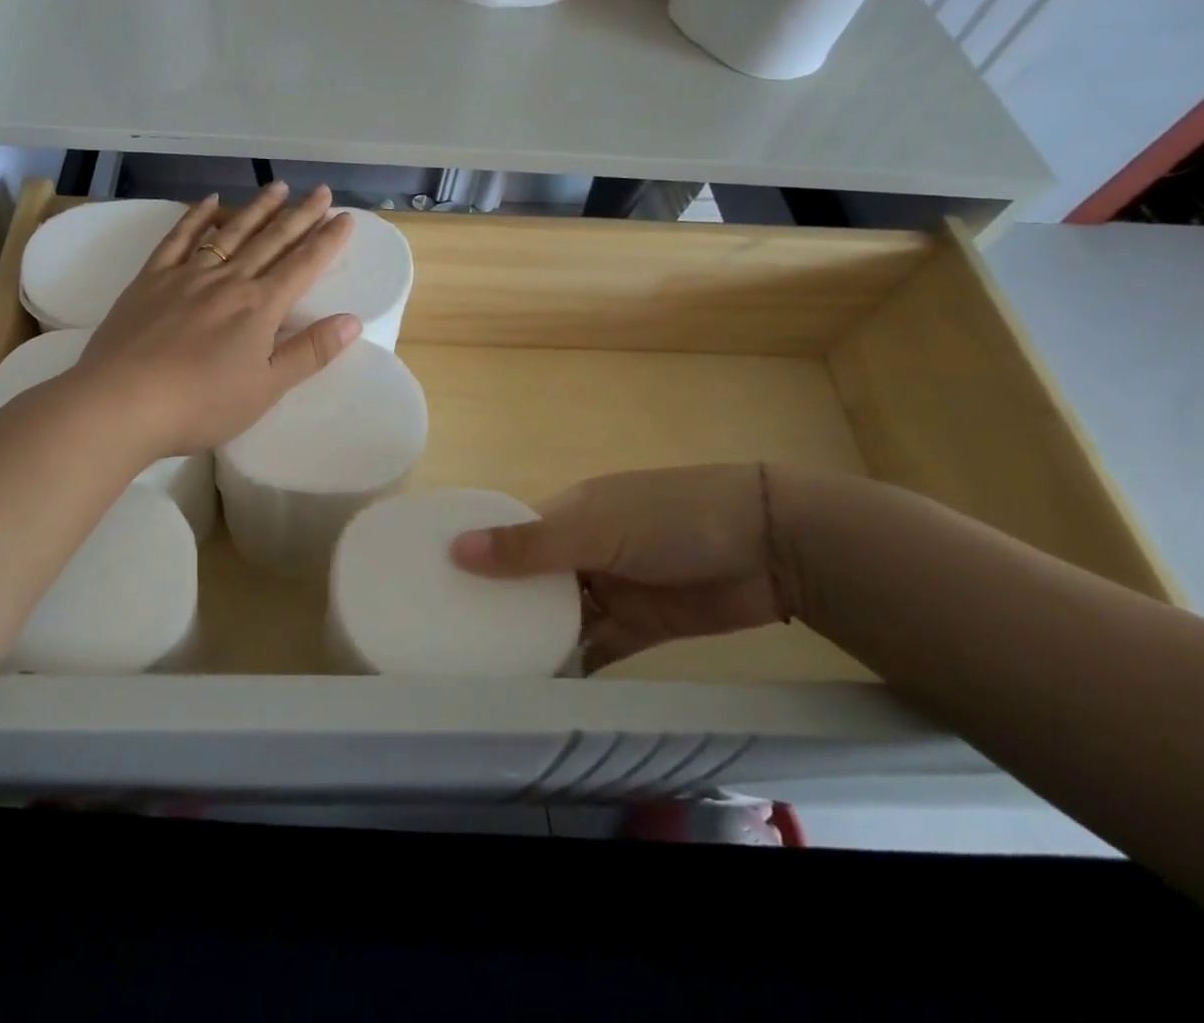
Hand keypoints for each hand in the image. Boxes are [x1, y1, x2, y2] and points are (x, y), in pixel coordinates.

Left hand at [66, 182, 359, 459]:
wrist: (123, 402)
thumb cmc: (201, 404)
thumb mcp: (266, 388)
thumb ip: (310, 352)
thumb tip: (353, 320)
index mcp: (259, 307)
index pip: (303, 266)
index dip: (327, 241)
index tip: (346, 218)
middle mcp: (228, 280)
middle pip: (272, 241)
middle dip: (301, 215)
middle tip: (322, 191)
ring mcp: (187, 275)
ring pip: (230, 232)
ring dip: (257, 208)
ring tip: (279, 187)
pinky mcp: (151, 279)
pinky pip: (178, 238)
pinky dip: (196, 217)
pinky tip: (209, 202)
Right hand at [449, 464, 789, 666]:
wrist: (770, 546)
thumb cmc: (671, 519)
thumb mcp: (596, 528)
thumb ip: (530, 546)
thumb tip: (456, 549)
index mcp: (567, 513)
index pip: (509, 533)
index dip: (476, 553)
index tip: (433, 582)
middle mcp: (582, 549)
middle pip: (530, 580)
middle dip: (499, 604)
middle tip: (452, 641)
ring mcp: (612, 587)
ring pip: (560, 616)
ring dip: (533, 638)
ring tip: (485, 671)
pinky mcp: (641, 624)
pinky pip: (597, 646)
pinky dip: (573, 664)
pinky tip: (541, 689)